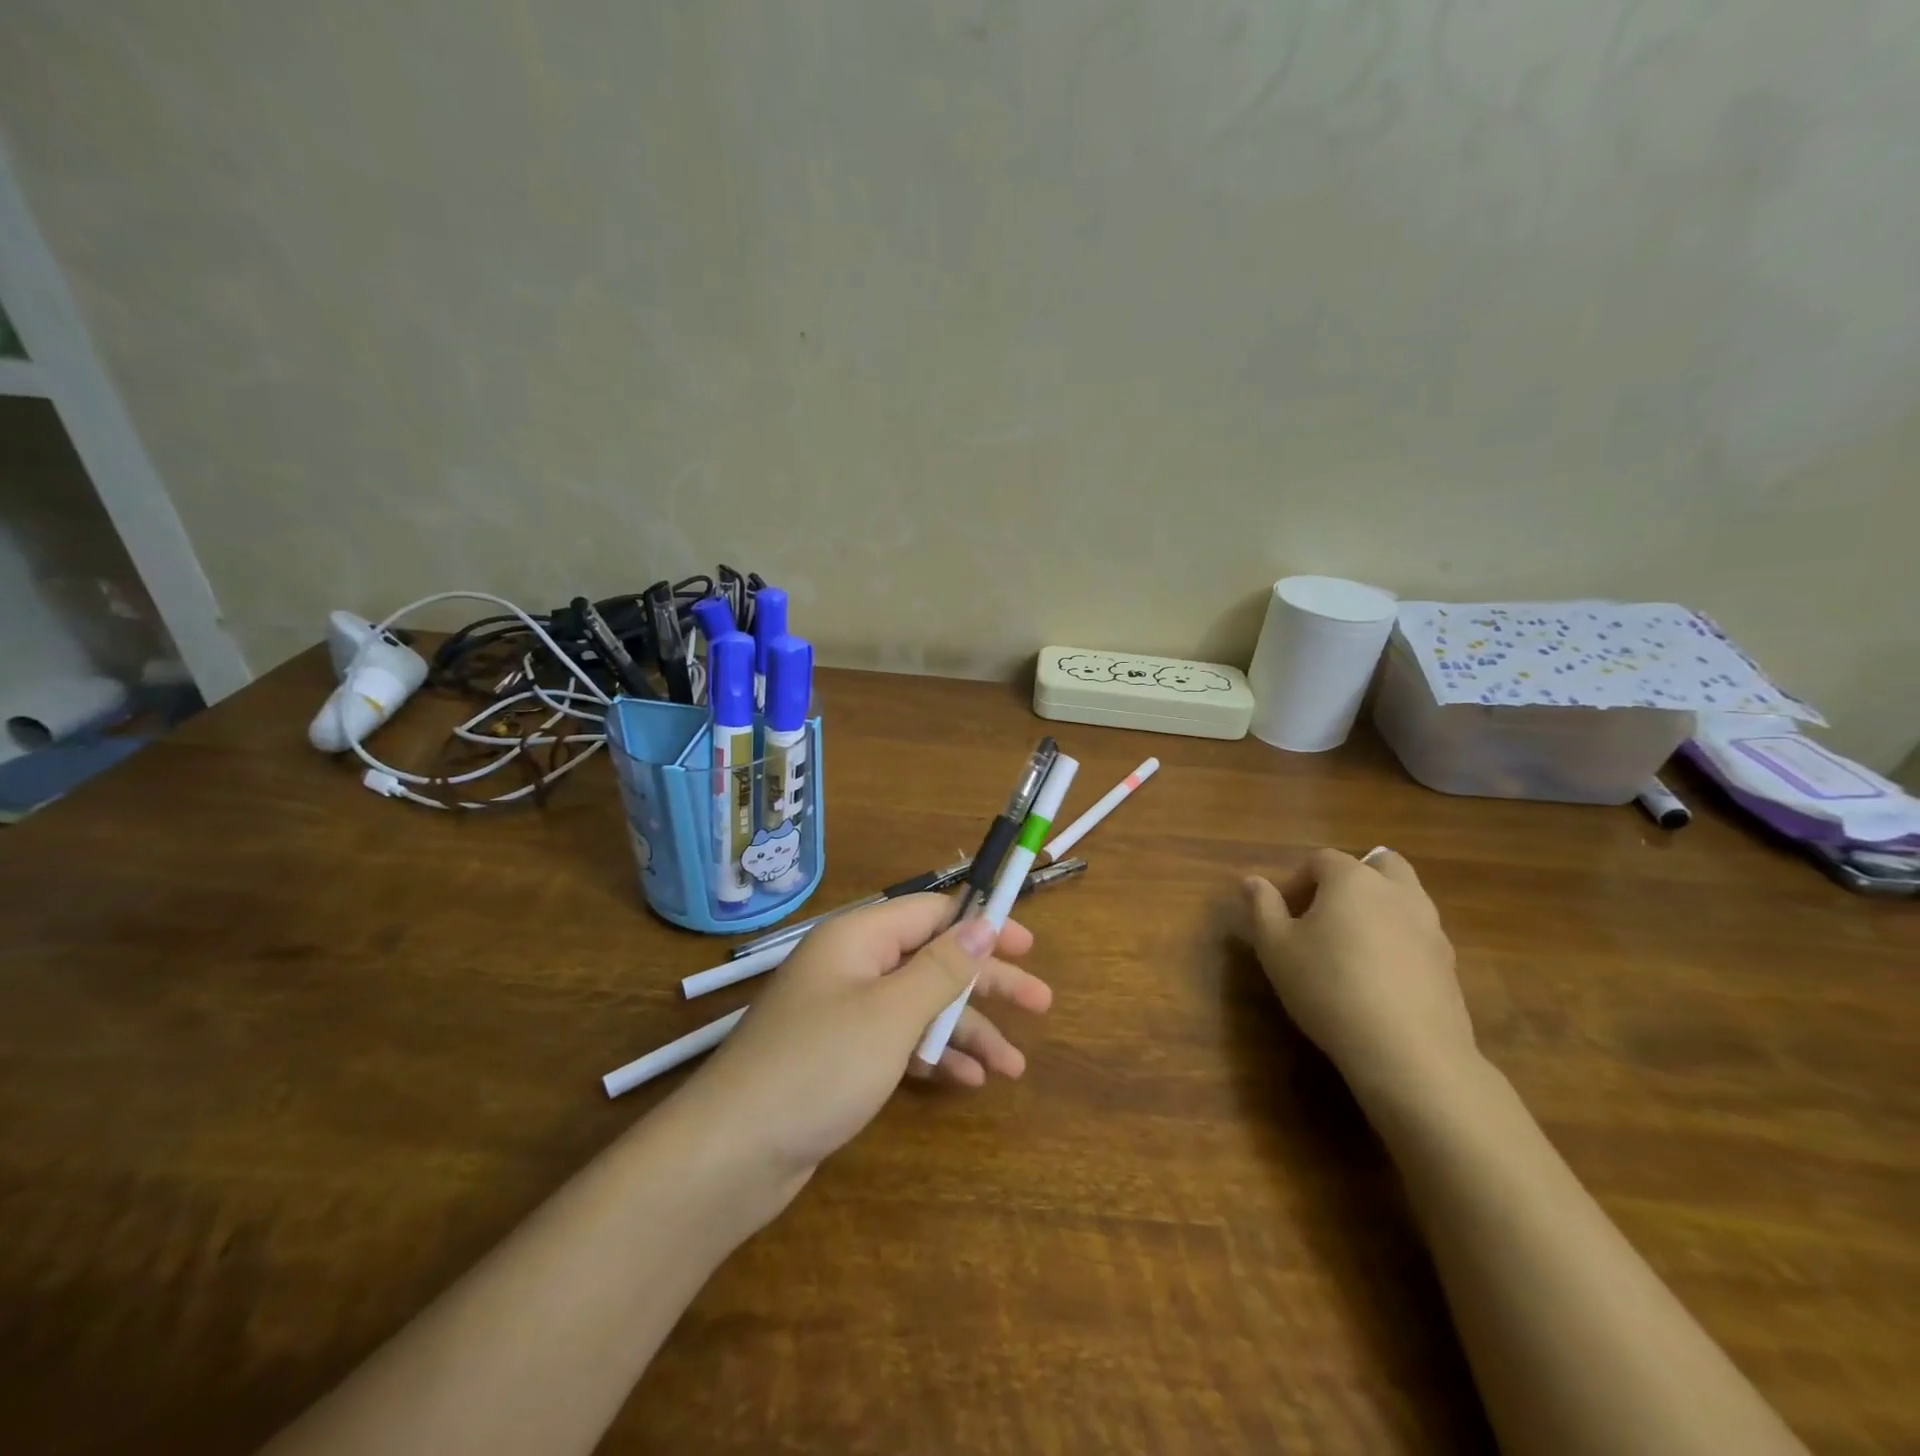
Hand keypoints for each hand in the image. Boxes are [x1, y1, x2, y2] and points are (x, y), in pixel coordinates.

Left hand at [682, 893, 1050, 1191]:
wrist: (731, 1154)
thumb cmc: (819, 1066)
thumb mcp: (892, 1012)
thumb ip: (943, 967)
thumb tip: (984, 922)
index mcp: (859, 938)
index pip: (931, 913)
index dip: (981, 924)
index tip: (1028, 945)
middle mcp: (852, 966)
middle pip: (932, 961)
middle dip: (986, 984)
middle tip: (1041, 1004)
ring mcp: (844, 1014)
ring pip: (920, 1007)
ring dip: (966, 1030)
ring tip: (1014, 1065)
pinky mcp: (840, 1057)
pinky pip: (899, 1042)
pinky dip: (933, 1056)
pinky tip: (969, 1081)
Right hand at [1239, 848, 1474, 1103]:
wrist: (1407, 1051)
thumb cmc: (1327, 986)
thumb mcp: (1275, 947)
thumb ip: (1262, 908)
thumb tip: (1252, 881)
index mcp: (1353, 879)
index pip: (1321, 860)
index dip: (1296, 881)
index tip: (1282, 914)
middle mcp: (1397, 892)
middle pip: (1380, 864)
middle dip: (1352, 878)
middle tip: (1326, 912)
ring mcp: (1430, 927)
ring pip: (1405, 899)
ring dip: (1379, 909)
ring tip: (1351, 947)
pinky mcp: (1448, 965)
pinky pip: (1418, 936)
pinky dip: (1398, 942)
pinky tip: (1378, 978)